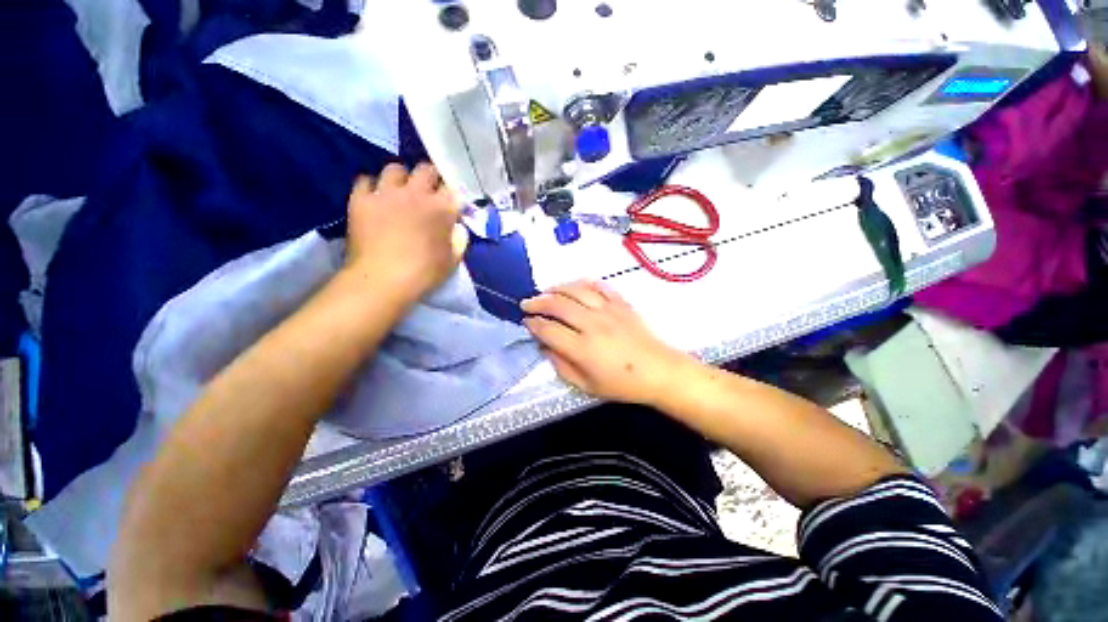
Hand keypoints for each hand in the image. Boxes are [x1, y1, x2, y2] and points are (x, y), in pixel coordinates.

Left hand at [344, 163, 468, 299]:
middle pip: (426, 169)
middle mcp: (416, 193)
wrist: (382, 280)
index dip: (452, 195)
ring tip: (399, 192)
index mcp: (442, 208)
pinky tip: (375, 198)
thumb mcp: (452, 260)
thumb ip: (459, 240)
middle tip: (427, 193)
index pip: (453, 188)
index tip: (451, 204)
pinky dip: (372, 187)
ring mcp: (386, 193)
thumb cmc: (424, 273)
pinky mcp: (361, 199)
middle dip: (430, 178)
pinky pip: (366, 180)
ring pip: (395, 169)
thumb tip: (457, 228)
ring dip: (401, 179)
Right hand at [522, 281, 695, 405]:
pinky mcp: (620, 303)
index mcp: (582, 348)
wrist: (659, 372)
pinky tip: (575, 286)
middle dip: (538, 302)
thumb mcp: (587, 386)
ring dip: (557, 288)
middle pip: (558, 305)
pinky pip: (599, 286)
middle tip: (527, 303)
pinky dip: (583, 283)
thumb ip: (561, 366)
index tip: (526, 322)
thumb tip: (544, 348)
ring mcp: (608, 310)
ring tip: (546, 291)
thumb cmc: (623, 384)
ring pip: (576, 290)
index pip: (549, 330)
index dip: (533, 324)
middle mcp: (592, 324)